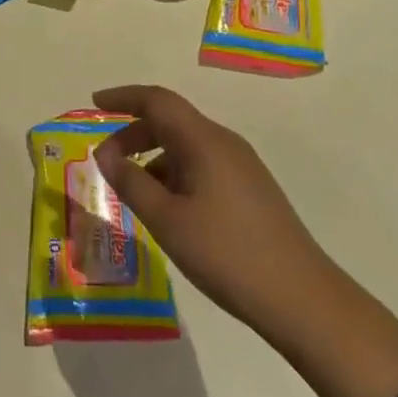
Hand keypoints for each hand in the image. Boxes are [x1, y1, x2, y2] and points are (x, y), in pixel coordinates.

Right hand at [91, 84, 323, 345]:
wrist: (302, 299)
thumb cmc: (227, 254)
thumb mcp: (167, 221)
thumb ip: (131, 182)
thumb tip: (104, 153)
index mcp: (203, 140)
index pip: (157, 100)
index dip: (123, 97)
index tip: (94, 102)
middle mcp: (223, 142)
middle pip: (171, 121)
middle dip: (133, 133)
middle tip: (106, 161)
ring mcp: (241, 166)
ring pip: (187, 145)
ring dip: (154, 157)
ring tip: (133, 190)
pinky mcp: (250, 189)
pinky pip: (202, 165)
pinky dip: (175, 173)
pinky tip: (168, 208)